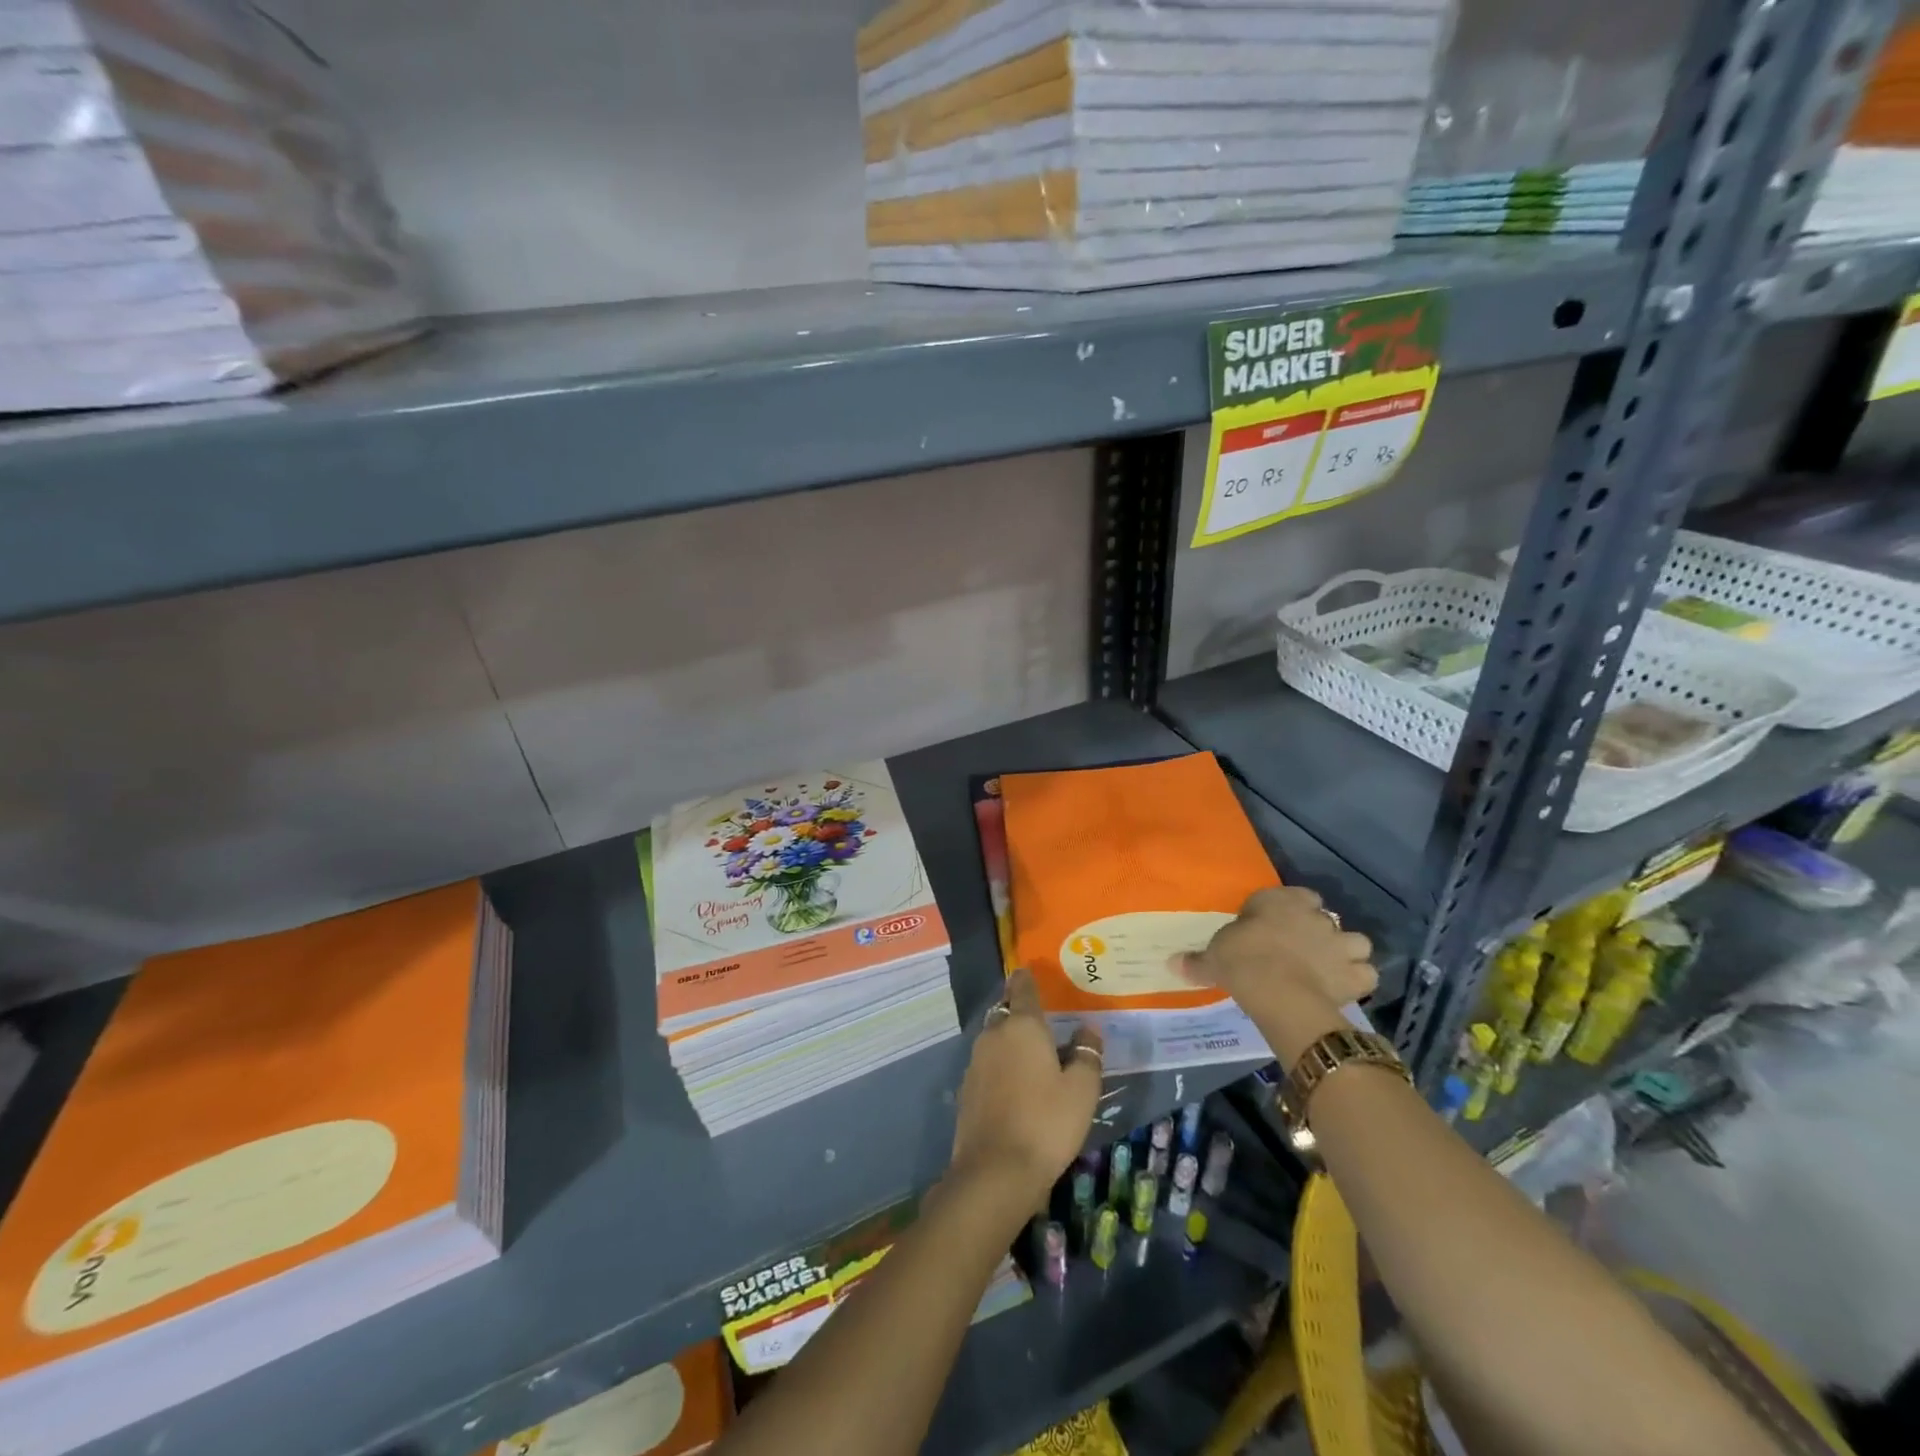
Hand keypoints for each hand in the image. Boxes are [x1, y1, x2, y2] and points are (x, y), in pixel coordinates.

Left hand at [947, 970, 1102, 1208]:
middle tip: (1043, 1023)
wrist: (995, 1171)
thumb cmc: (1047, 1122)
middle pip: (1007, 1012)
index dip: (1027, 979)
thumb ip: (1087, 1054)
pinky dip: (1001, 1067)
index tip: (1030, 973)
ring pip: (995, 1039)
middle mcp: (994, 1035)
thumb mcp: (1082, 1090)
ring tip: (1034, 1057)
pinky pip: (988, 1065)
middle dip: (1020, 1013)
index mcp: (1023, 1025)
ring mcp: (976, 1062)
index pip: (1022, 988)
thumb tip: (1088, 1029)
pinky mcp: (967, 1089)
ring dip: (1011, 1042)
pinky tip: (1016, 1087)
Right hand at [1175, 887, 1376, 1060]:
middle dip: (1316, 931)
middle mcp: (1315, 915)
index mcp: (1280, 901)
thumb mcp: (1213, 957)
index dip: (1287, 910)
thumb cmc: (1242, 960)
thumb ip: (1198, 960)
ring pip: (1354, 941)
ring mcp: (1340, 943)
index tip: (1274, 927)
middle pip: (1323, 917)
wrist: (1279, 991)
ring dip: (1345, 952)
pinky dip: (1358, 979)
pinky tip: (1343, 988)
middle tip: (1299, 951)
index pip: (1292, 895)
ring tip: (1329, 967)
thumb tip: (1172, 963)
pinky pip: (1365, 973)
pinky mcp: (1356, 973)